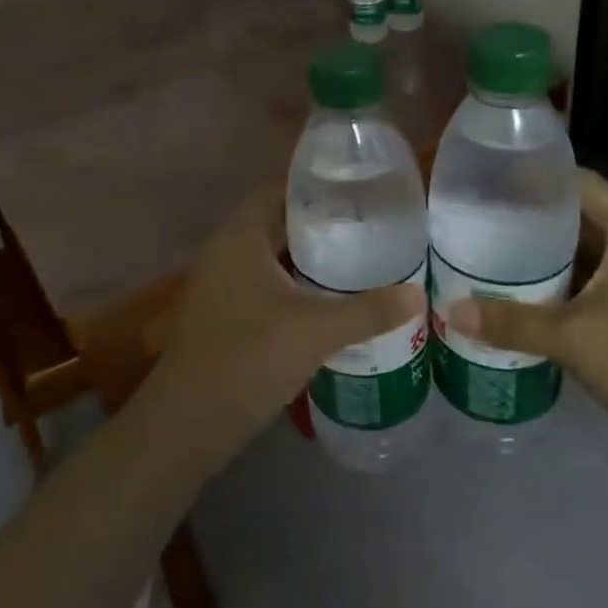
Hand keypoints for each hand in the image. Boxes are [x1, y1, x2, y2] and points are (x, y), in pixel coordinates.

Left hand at [142, 187, 426, 465]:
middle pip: (278, 223)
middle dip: (321, 225)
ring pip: (272, 258)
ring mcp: (221, 284)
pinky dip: (294, 286)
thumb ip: (369, 311)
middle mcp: (226, 251)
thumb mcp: (316, 331)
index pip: (280, 190)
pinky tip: (327, 302)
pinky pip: (264, 285)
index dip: (317, 186)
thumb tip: (418, 296)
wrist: (189, 421)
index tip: (359, 190)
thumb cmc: (249, 356)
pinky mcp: (224, 314)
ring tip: (358, 260)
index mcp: (241, 236)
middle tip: (369, 227)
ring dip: (308, 259)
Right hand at [445, 169, 607, 504]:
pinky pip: (597, 290)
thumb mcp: (572, 337)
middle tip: (480, 225)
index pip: (581, 184)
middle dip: (533, 223)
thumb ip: (509, 322)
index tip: (492, 182)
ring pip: (589, 259)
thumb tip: (449, 312)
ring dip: (547, 262)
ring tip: (492, 260)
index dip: (538, 178)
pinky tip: (527, 304)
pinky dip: (564, 292)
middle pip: (582, 220)